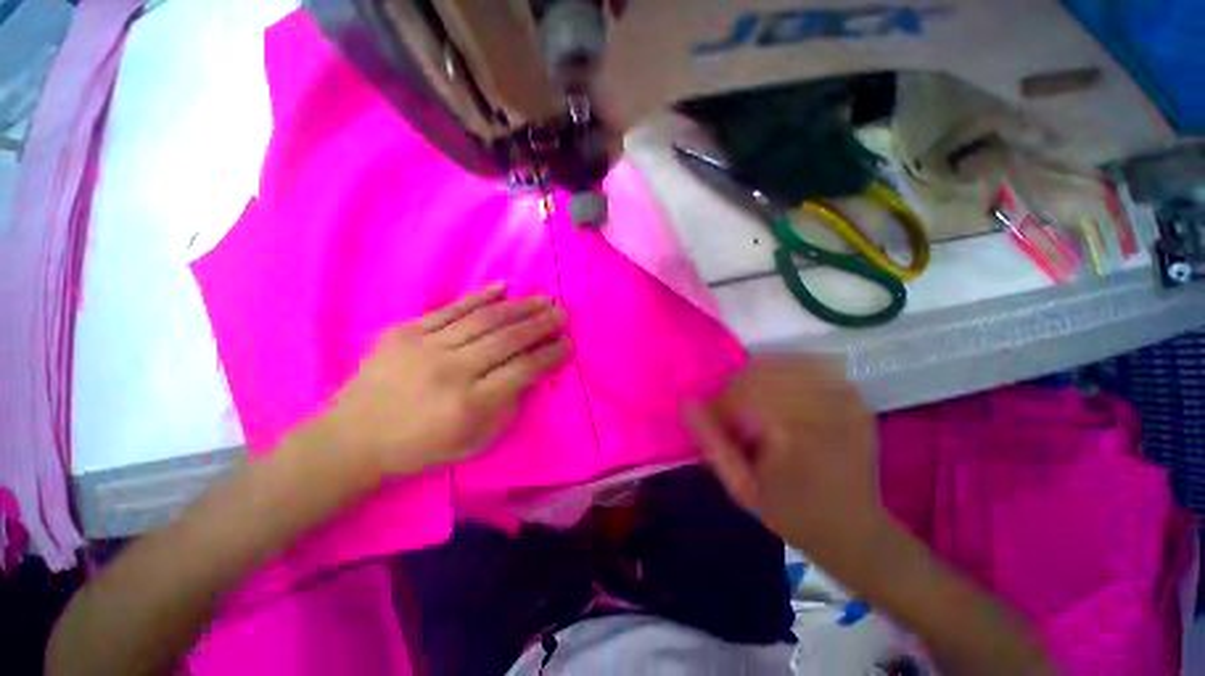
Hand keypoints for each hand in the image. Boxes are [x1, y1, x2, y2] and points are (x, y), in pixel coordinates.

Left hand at [314, 282, 568, 476]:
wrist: (352, 438)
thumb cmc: (419, 447)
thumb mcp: (474, 443)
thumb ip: (507, 407)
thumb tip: (528, 374)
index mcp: (470, 405)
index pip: (523, 371)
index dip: (549, 355)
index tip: (567, 344)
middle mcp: (452, 372)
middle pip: (508, 339)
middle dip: (541, 323)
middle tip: (562, 313)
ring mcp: (426, 347)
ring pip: (485, 319)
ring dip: (520, 306)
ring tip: (543, 298)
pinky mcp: (406, 331)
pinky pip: (451, 308)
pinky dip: (481, 295)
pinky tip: (504, 286)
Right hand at [684, 355, 887, 581]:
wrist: (855, 529)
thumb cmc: (793, 514)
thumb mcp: (742, 487)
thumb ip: (712, 443)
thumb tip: (686, 403)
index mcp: (797, 434)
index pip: (742, 392)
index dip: (722, 405)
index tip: (721, 426)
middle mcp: (825, 406)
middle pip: (761, 372)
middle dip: (739, 391)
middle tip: (740, 421)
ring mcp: (845, 397)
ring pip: (781, 364)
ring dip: (760, 381)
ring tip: (761, 412)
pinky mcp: (853, 395)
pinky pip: (806, 366)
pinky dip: (784, 376)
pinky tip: (783, 400)